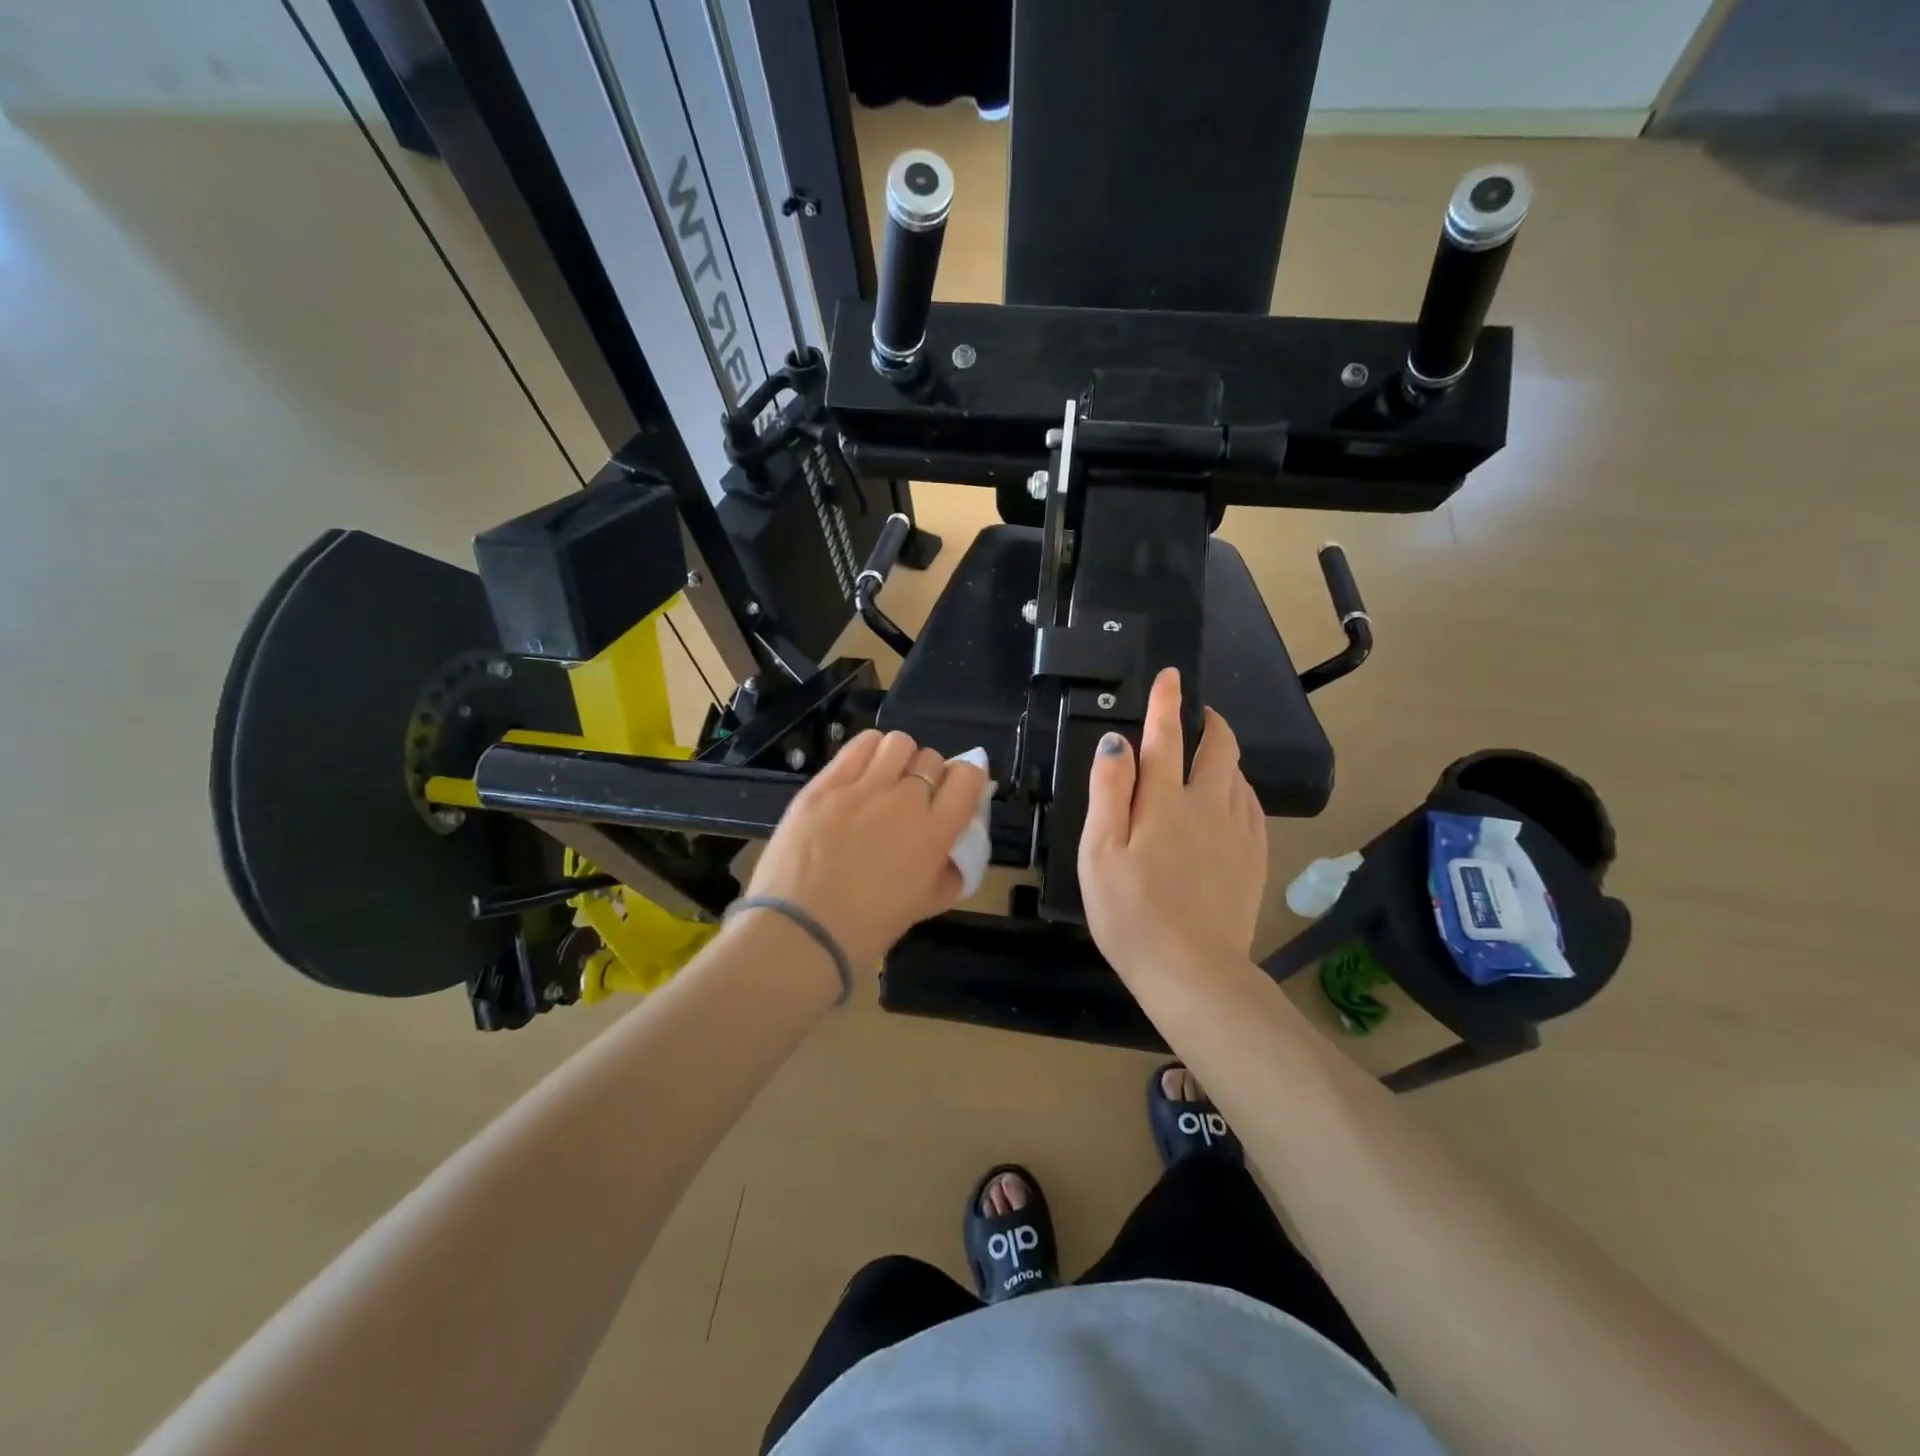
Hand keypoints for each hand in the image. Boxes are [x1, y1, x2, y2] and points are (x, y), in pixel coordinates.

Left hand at [744, 730, 989, 969]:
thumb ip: (951, 870)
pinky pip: (859, 745)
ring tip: (885, 779)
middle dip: (929, 775)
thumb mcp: (926, 904)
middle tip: (912, 799)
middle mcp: (905, 801)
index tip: (953, 794)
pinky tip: (861, 772)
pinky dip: (869, 751)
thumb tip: (956, 845)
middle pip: (931, 758)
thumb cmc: (866, 927)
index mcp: (935, 832)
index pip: (969, 776)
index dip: (965, 780)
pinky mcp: (826, 783)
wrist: (800, 931)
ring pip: (898, 743)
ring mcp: (863, 787)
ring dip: (900, 758)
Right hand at [1079, 667, 1267, 983]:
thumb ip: (1109, 792)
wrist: (1192, 971)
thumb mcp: (1100, 851)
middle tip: (1199, 714)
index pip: (1166, 738)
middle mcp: (1208, 806)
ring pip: (1239, 777)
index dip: (1166, 703)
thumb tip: (1118, 742)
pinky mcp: (1254, 859)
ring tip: (1211, 754)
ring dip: (1226, 755)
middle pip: (1219, 749)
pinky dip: (1241, 790)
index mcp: (1165, 802)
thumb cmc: (1130, 912)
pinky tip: (1234, 799)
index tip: (1171, 676)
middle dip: (1210, 723)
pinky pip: (1253, 808)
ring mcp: (1237, 833)